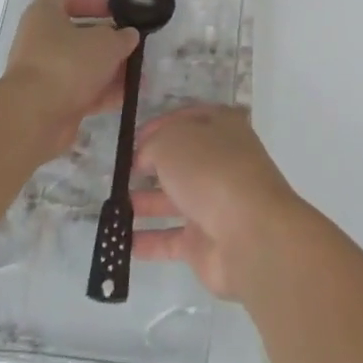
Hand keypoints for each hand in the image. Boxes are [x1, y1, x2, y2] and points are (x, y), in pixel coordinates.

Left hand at [1, 0, 138, 157]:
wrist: (35, 116)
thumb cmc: (68, 63)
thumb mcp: (106, 42)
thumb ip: (122, 36)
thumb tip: (128, 36)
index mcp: (44, 14)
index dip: (95, 3)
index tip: (118, 13)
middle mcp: (40, 41)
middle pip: (79, 36)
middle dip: (109, 43)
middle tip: (133, 47)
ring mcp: (44, 73)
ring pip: (83, 66)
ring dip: (110, 70)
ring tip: (138, 76)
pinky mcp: (50, 101)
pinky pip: (81, 91)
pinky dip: (103, 92)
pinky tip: (128, 96)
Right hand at [132, 106, 304, 298]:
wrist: (250, 234)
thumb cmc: (211, 171)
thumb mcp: (172, 141)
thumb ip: (152, 145)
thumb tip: (144, 159)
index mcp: (222, 127)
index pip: (186, 119)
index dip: (158, 126)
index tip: (131, 139)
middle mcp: (221, 162)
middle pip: (181, 160)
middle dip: (150, 166)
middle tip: (118, 174)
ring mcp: (215, 203)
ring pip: (174, 199)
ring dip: (145, 202)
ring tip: (112, 206)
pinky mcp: (207, 242)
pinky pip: (171, 239)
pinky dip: (149, 240)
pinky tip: (121, 241)